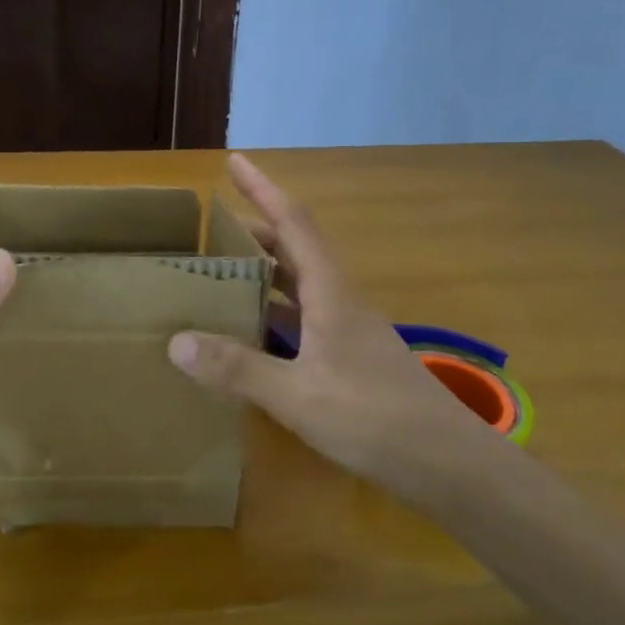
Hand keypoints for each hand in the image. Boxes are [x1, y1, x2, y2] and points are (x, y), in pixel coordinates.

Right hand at [167, 154, 492, 484]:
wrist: (447, 463)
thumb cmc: (374, 418)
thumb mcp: (297, 395)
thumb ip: (238, 368)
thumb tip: (177, 341)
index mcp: (331, 293)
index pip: (294, 223)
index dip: (264, 189)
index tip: (235, 161)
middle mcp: (341, 302)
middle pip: (298, 250)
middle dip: (259, 230)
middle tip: (215, 228)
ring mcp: (350, 332)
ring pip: (303, 286)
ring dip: (268, 272)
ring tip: (226, 273)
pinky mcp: (352, 360)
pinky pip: (306, 320)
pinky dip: (277, 314)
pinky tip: (255, 335)